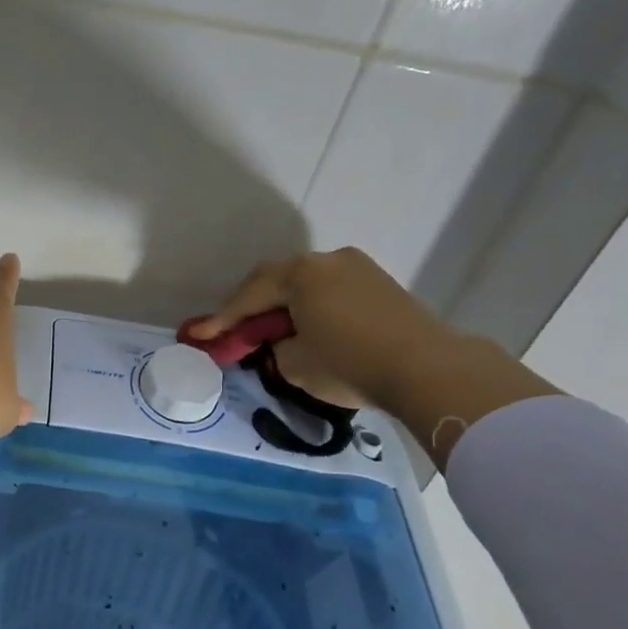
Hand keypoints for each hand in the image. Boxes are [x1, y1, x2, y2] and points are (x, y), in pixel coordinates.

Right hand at [190, 248, 458, 411]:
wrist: (428, 369)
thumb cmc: (350, 365)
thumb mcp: (295, 365)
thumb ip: (275, 348)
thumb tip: (281, 342)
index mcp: (301, 274)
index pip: (250, 296)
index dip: (222, 318)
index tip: (199, 334)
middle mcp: (327, 260)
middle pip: (277, 280)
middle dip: (253, 305)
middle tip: (235, 329)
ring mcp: (358, 267)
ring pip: (307, 282)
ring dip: (286, 303)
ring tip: (275, 330)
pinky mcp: (380, 283)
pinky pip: (332, 289)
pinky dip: (314, 305)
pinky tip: (311, 326)